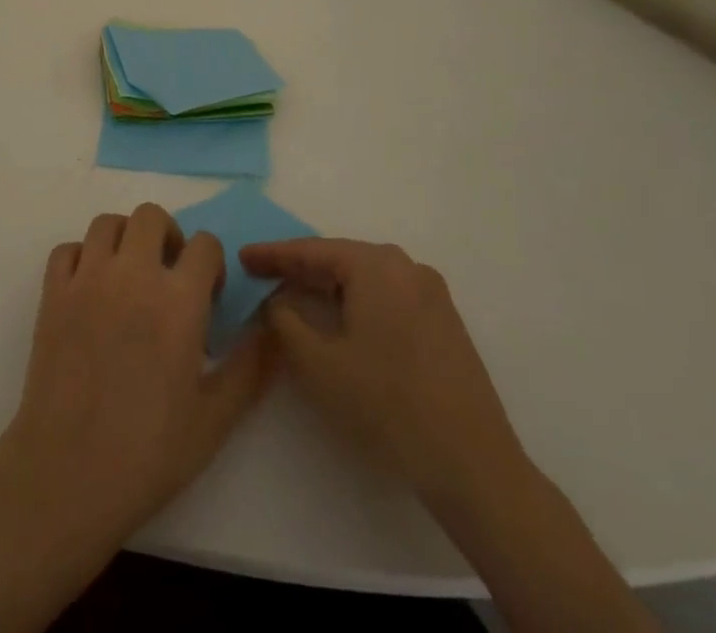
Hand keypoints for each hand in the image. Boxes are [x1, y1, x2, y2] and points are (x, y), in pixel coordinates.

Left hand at [0, 204, 275, 555]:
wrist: (68, 475)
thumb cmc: (148, 452)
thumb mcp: (215, 419)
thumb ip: (249, 366)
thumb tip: (272, 326)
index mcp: (178, 300)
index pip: (205, 244)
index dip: (212, 264)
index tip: (207, 296)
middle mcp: (133, 274)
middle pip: (151, 216)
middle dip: (167, 236)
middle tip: (168, 275)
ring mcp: (87, 279)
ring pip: (107, 222)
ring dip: (124, 238)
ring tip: (129, 275)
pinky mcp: (53, 293)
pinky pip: (67, 249)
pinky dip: (81, 257)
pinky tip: (90, 289)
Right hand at [237, 237, 526, 519]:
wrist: (473, 465)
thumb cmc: (387, 405)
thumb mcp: (319, 364)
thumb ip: (286, 321)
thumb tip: (277, 300)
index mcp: (376, 266)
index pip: (312, 250)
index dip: (273, 254)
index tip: (242, 256)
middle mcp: (406, 267)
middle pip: (341, 259)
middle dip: (300, 269)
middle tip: (263, 276)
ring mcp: (431, 294)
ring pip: (365, 279)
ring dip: (329, 286)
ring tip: (295, 296)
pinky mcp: (444, 322)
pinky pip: (388, 297)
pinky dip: (357, 302)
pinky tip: (341, 321)